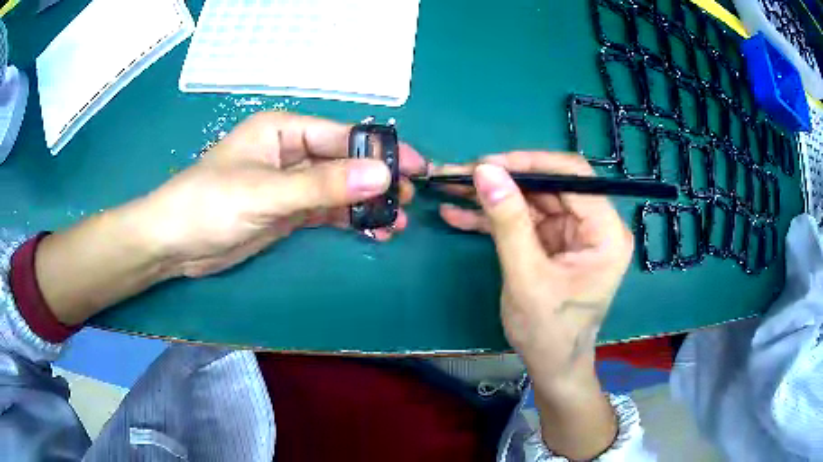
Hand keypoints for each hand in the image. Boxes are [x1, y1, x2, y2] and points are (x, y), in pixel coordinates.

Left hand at [33, 113, 424, 324]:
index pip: (341, 135)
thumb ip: (322, 185)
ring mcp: (289, 184)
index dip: (379, 150)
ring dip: (366, 204)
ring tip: (395, 222)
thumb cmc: (208, 205)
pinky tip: (371, 230)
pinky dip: (348, 220)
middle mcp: (290, 152)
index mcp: (283, 131)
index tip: (415, 167)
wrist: (174, 244)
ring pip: (338, 189)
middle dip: (377, 180)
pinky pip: (326, 211)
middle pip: (344, 162)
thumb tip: (381, 174)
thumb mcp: (266, 193)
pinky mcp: (286, 212)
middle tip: (407, 200)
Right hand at [436, 152, 632, 457]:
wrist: (552, 366)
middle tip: (460, 176)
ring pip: (532, 200)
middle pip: (549, 185)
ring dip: (493, 197)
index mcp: (606, 233)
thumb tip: (485, 171)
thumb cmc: (548, 333)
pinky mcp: (554, 243)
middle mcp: (595, 226)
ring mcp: (573, 234)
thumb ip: (508, 222)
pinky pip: (525, 221)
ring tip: (452, 189)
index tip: (487, 164)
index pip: (573, 177)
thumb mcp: (526, 278)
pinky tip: (459, 215)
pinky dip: (494, 219)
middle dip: (504, 180)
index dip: (530, 164)